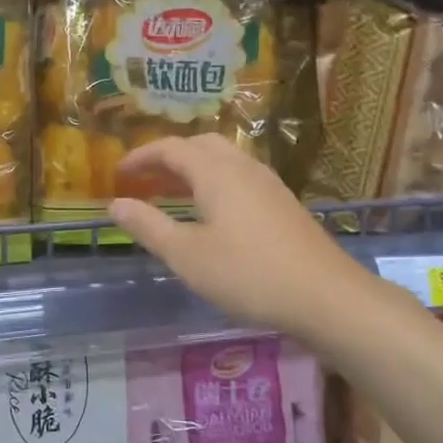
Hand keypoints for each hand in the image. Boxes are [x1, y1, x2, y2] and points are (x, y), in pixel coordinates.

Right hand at [109, 135, 370, 338]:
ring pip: (223, 161)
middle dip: (167, 158)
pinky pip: (239, 178)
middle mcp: (243, 167)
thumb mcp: (187, 255)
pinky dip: (214, 183)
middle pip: (200, 146)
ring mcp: (268, 184)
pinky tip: (212, 214)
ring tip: (171, 195)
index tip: (118, 174)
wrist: (326, 297)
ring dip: (192, 170)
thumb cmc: (248, 274)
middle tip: (144, 180)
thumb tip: (115, 204)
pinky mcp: (283, 204)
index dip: (141, 157)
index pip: (171, 148)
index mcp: (216, 172)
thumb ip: (149, 227)